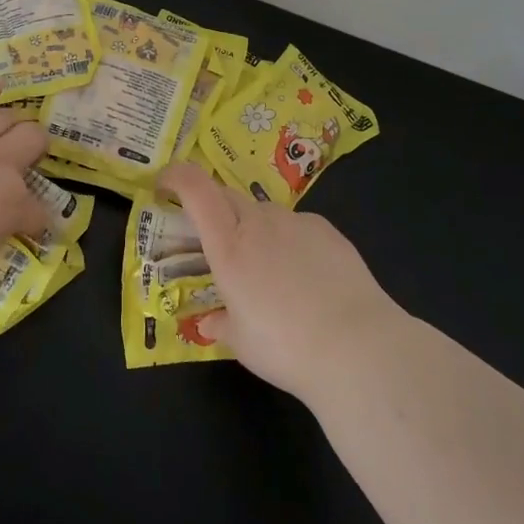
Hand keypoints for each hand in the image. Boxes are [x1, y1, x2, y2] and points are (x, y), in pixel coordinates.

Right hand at [157, 163, 404, 402]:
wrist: (359, 347)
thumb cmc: (285, 347)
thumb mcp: (241, 342)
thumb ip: (221, 323)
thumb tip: (210, 321)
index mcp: (228, 246)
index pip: (195, 188)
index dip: (175, 176)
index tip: (164, 186)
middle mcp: (259, 223)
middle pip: (226, 195)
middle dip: (211, 208)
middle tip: (214, 240)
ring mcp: (296, 223)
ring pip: (262, 212)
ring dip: (252, 228)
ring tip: (266, 269)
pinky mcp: (327, 231)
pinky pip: (296, 225)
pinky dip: (287, 240)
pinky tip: (304, 275)